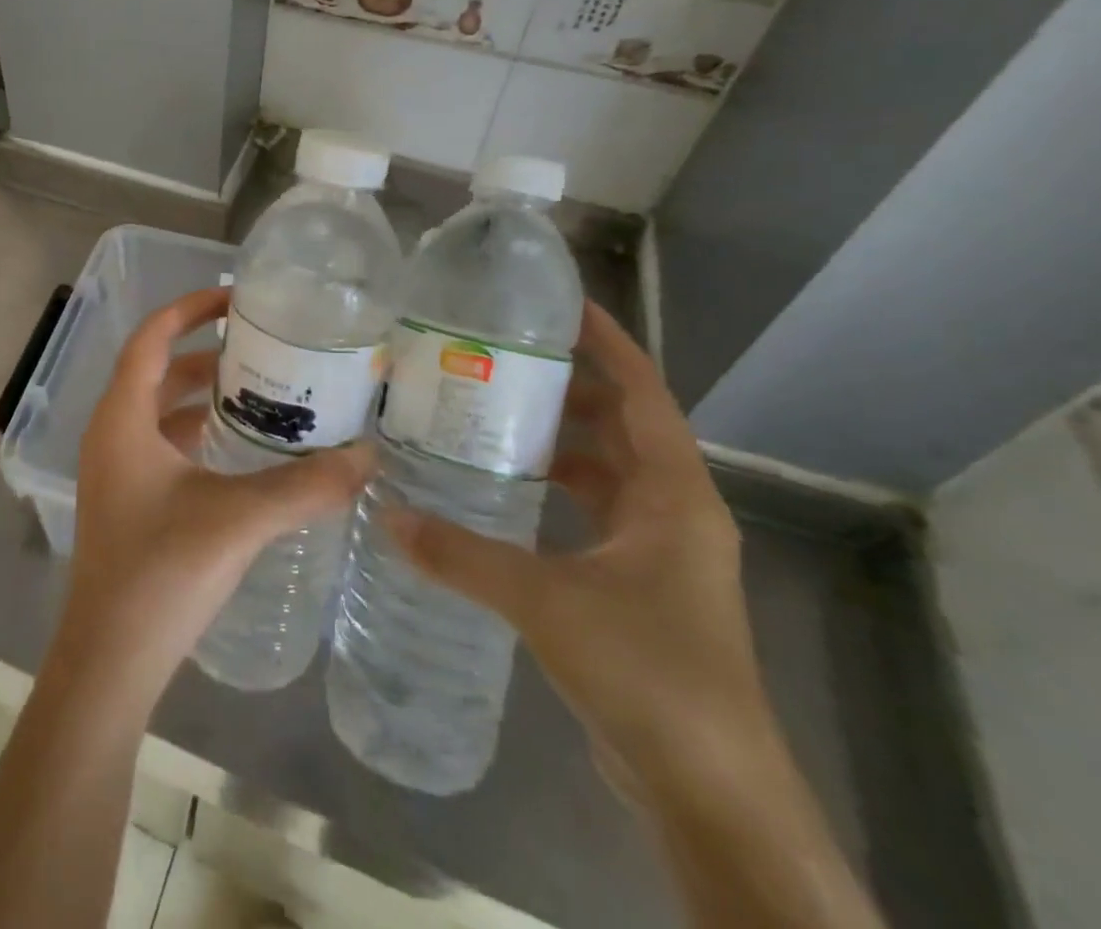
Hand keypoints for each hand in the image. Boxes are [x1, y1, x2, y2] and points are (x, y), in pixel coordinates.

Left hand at [54, 286, 373, 700]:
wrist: (109, 661)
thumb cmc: (161, 574)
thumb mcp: (238, 520)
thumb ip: (305, 487)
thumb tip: (368, 457)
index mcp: (122, 418)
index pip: (151, 337)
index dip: (190, 309)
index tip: (237, 299)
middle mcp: (112, 433)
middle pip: (157, 369)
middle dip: (205, 352)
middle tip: (263, 346)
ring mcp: (116, 468)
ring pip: (159, 409)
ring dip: (202, 394)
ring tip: (260, 389)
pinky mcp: (128, 498)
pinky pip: (162, 443)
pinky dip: (198, 431)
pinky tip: (240, 448)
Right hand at [386, 301, 772, 794]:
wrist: (713, 795)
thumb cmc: (649, 675)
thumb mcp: (546, 603)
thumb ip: (462, 555)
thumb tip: (387, 513)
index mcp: (673, 495)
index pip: (643, 392)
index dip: (608, 343)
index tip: (559, 305)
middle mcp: (673, 511)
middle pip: (622, 424)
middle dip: (568, 386)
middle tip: (498, 356)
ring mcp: (658, 550)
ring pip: (607, 469)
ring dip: (559, 439)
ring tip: (490, 411)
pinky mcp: (637, 584)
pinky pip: (594, 510)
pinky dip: (555, 488)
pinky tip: (503, 489)